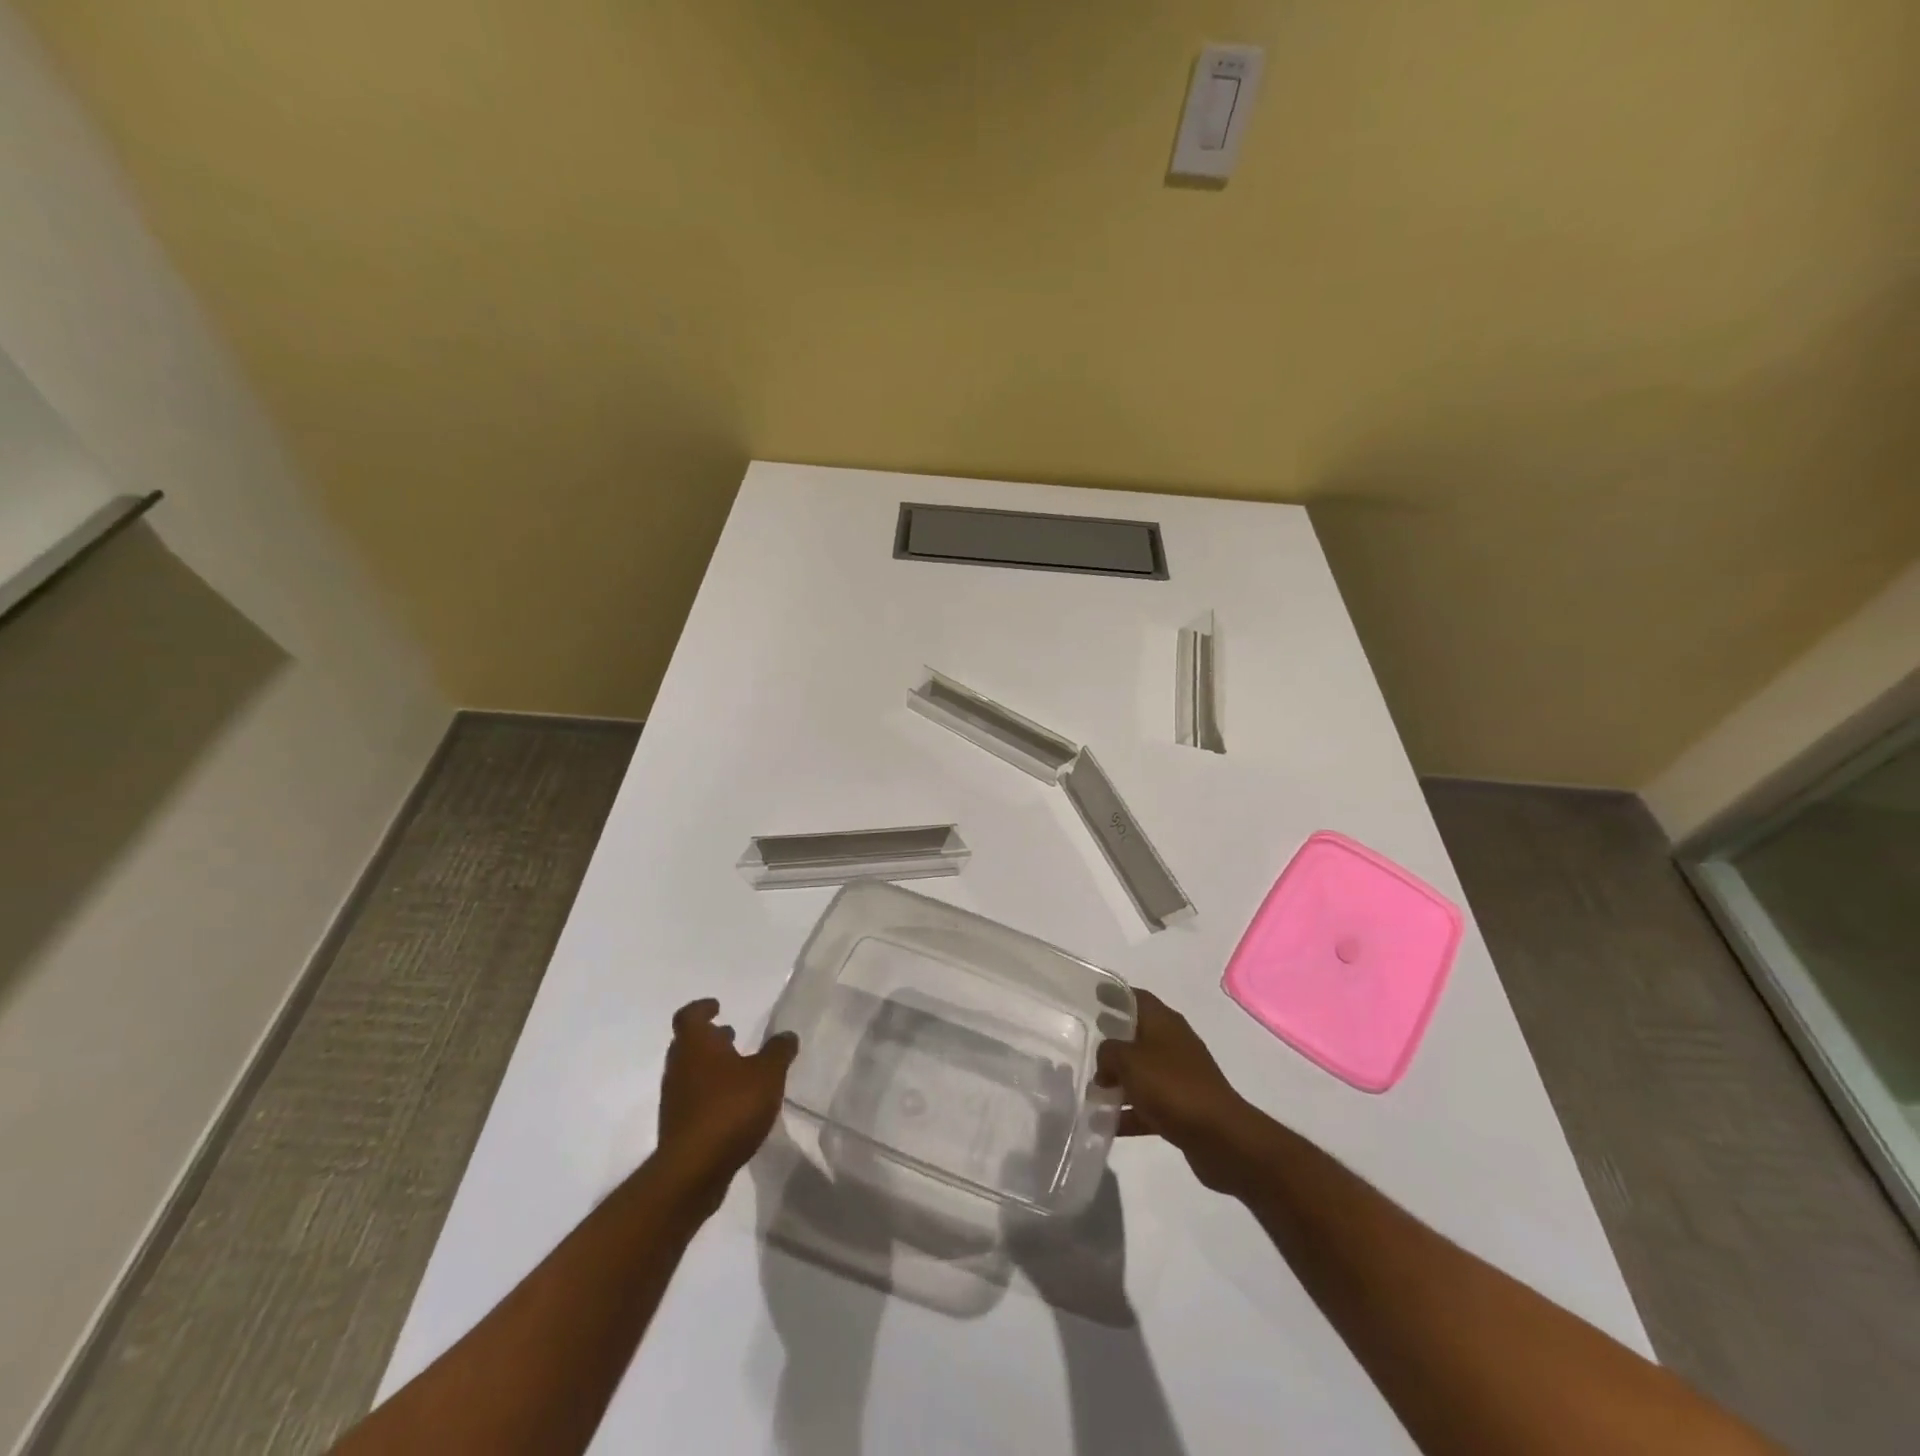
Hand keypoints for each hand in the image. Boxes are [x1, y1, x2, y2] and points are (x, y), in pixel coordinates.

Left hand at [658, 999, 798, 1185]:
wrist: (693, 1170)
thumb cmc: (730, 1108)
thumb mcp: (767, 1074)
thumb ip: (778, 1051)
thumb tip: (787, 1036)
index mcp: (696, 1045)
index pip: (689, 1016)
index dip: (702, 1008)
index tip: (718, 1006)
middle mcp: (679, 1067)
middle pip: (687, 1044)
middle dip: (709, 1038)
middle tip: (730, 1035)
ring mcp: (675, 1099)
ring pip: (690, 1072)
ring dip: (710, 1066)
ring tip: (738, 1070)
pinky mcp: (678, 1128)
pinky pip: (693, 1099)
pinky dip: (710, 1093)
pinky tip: (733, 1104)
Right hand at [1097, 989, 1254, 1192]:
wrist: (1220, 1136)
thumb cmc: (1171, 1086)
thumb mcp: (1129, 1061)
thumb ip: (1108, 1052)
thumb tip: (1104, 1060)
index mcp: (1164, 1022)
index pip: (1136, 998)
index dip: (1114, 995)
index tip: (1092, 997)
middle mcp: (1173, 1043)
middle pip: (1138, 1035)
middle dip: (1112, 1040)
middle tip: (1085, 1044)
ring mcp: (1180, 1076)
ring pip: (1142, 1072)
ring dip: (1118, 1080)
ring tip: (1090, 1089)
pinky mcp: (1183, 1108)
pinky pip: (1148, 1105)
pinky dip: (1129, 1111)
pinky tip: (1105, 1123)